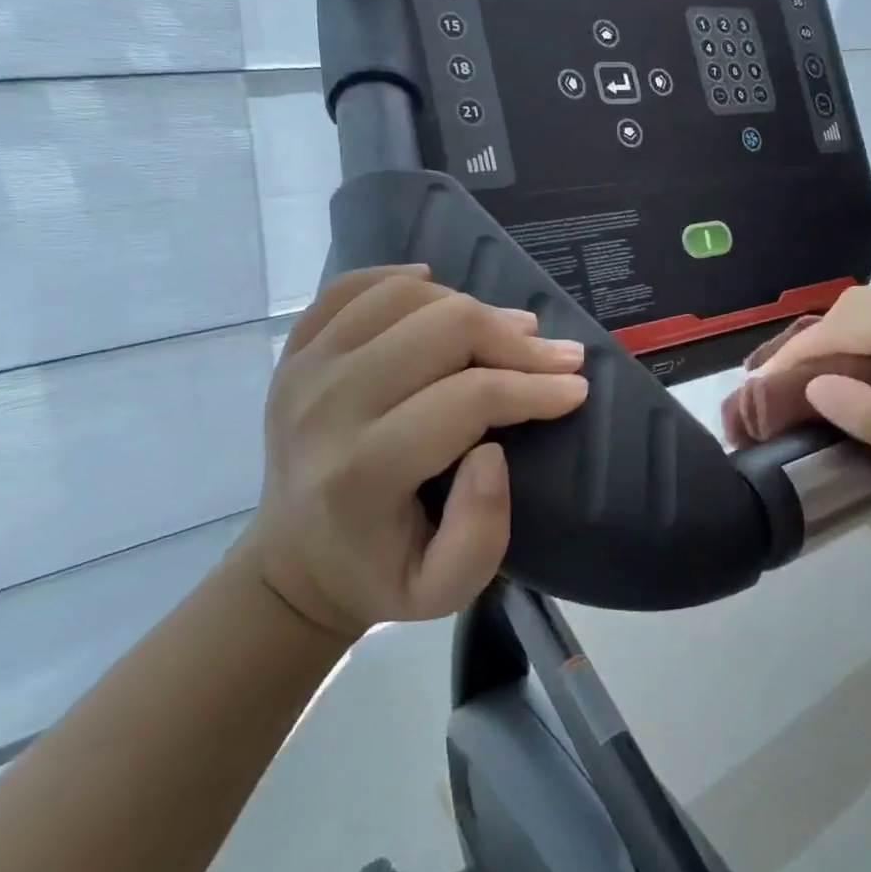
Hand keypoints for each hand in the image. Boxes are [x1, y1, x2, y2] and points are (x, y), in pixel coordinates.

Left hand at [232, 265, 588, 639]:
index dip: (534, 387)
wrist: (293, 562)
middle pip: (442, 329)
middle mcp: (328, 406)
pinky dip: (402, 280)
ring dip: (471, 305)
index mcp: (364, 470)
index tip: (576, 388)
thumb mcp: (443, 591)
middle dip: (515, 339)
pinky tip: (438, 289)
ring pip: (405, 297)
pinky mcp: (295, 353)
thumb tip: (493, 451)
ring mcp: (305, 370)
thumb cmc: (378, 573)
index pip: (468, 398)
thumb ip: (481, 533)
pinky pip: (352, 288)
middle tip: (558, 357)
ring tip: (511, 330)